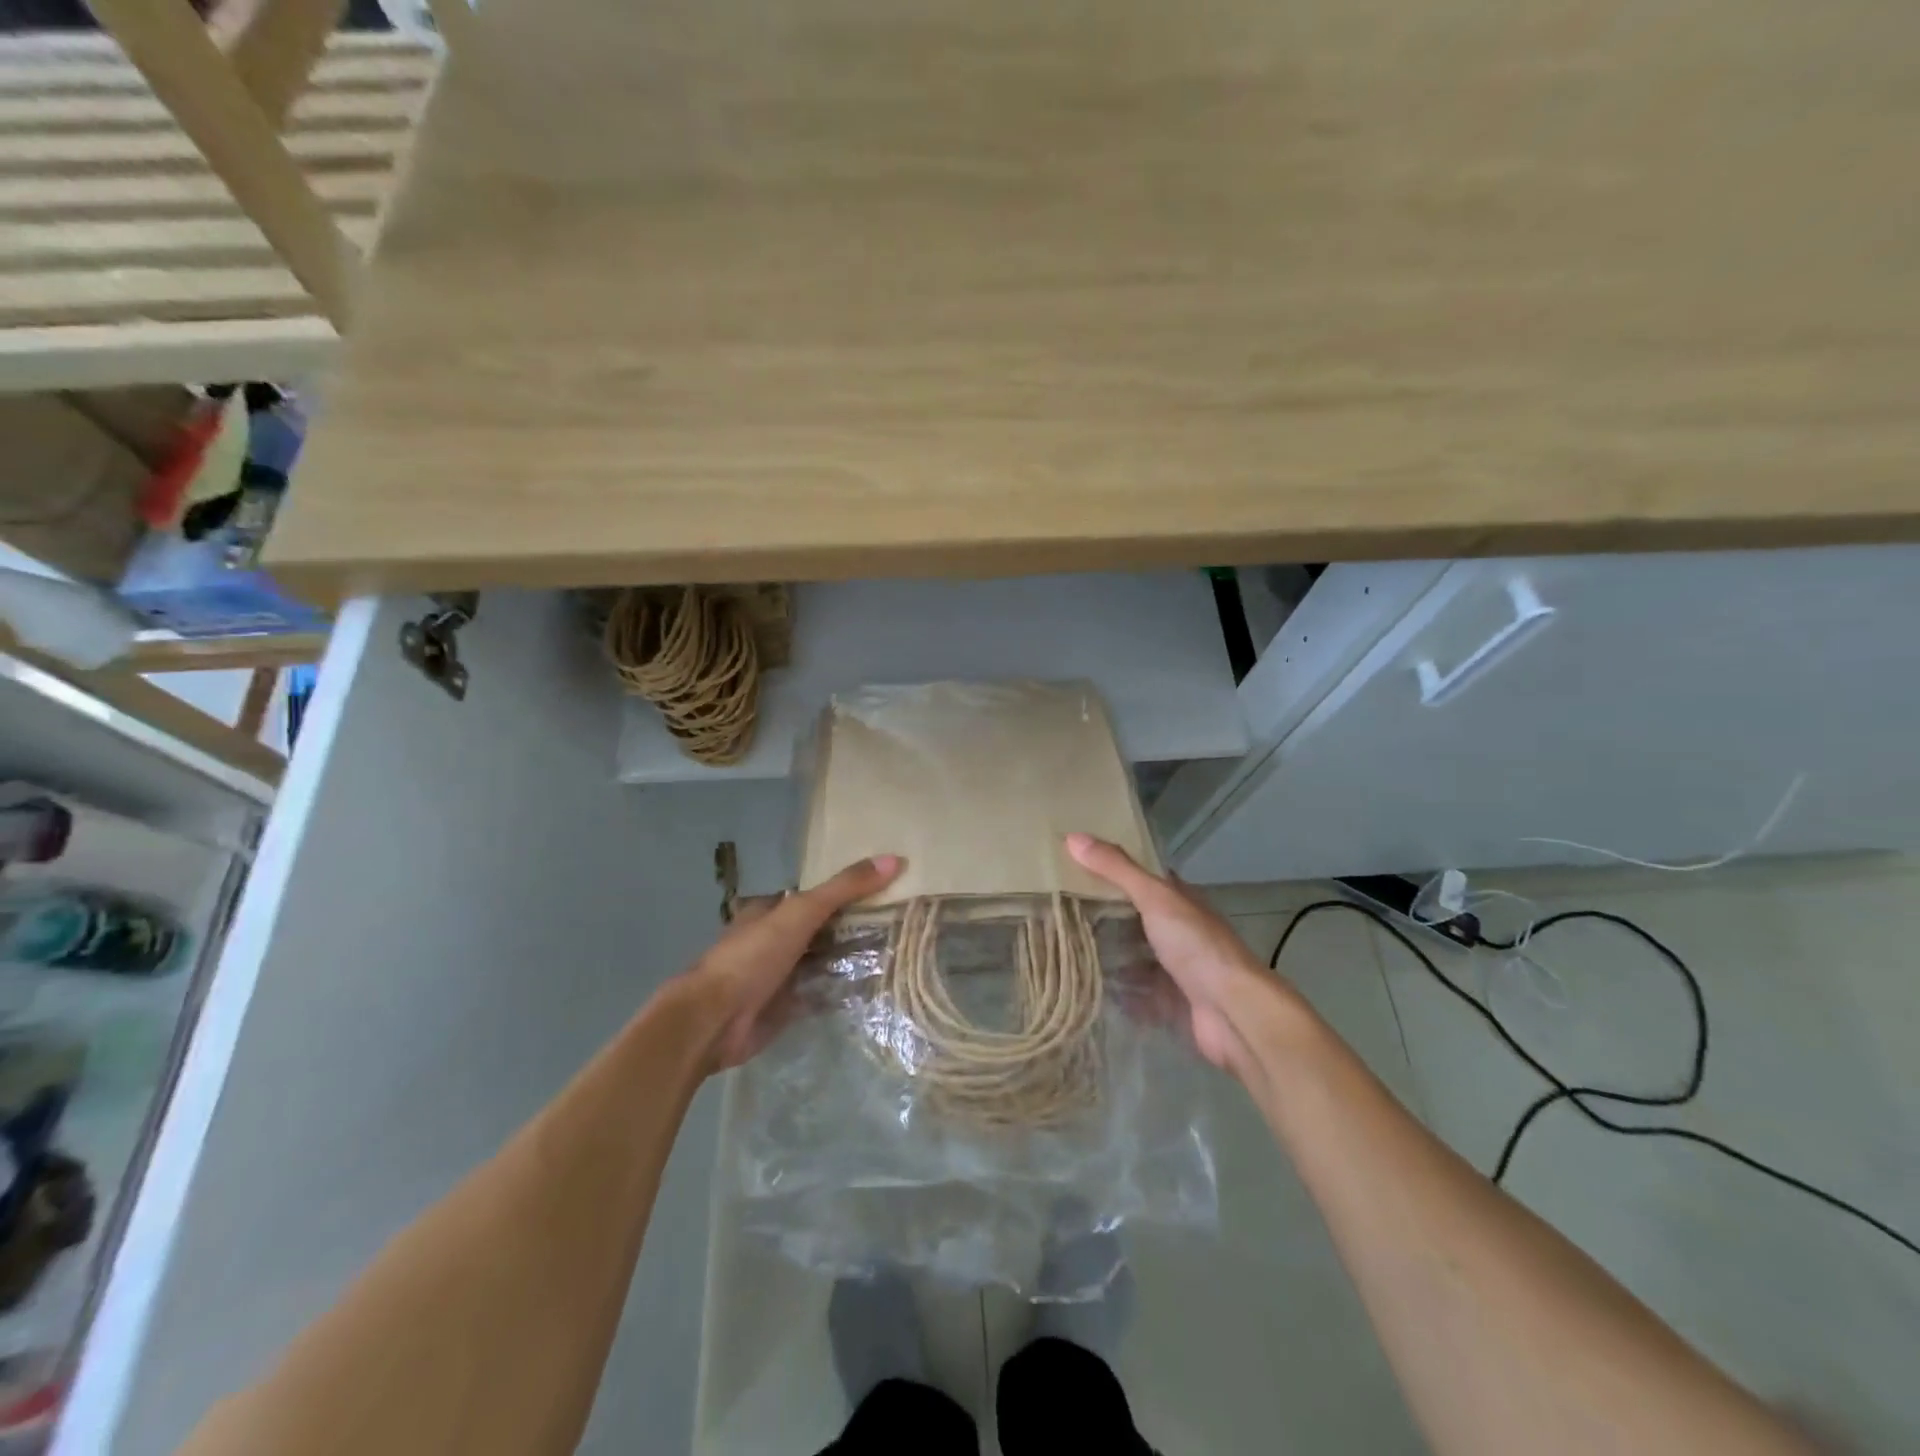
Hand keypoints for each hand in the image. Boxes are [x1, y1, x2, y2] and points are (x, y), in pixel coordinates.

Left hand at [681, 854, 902, 1070]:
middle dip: (854, 925)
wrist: (716, 1019)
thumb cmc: (753, 955)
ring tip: (899, 949)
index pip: (814, 894)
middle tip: (901, 920)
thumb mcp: (802, 911)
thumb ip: (844, 887)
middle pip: (821, 928)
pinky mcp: (787, 1006)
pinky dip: (844, 990)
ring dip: (852, 958)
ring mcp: (781, 974)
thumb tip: (894, 859)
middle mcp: (776, 939)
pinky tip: (877, 985)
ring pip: (823, 960)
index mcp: (771, 910)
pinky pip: (822, 992)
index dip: (846, 890)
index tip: (886, 887)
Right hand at [1066, 833, 1279, 1075]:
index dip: (1112, 869)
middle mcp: (1179, 931)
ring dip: (1107, 955)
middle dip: (1102, 915)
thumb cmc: (1196, 946)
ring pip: (1134, 956)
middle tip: (1057, 910)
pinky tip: (1087, 989)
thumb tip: (1072, 837)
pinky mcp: (1170, 1003)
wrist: (1233, 1012)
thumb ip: (1116, 869)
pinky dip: (1117, 992)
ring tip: (1064, 949)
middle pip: (1134, 918)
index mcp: (1179, 900)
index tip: (1074, 865)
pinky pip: (1136, 995)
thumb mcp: (1154, 898)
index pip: (1142, 877)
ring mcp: (1176, 969)